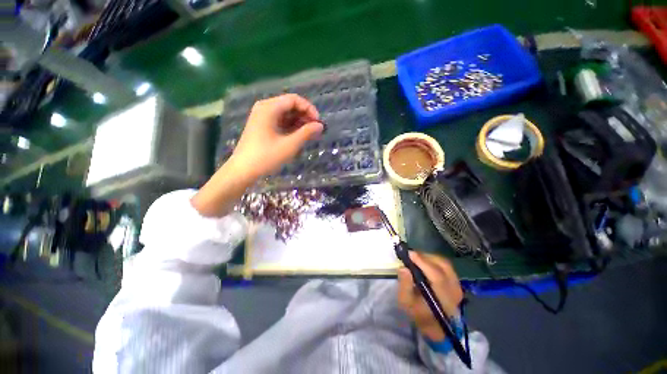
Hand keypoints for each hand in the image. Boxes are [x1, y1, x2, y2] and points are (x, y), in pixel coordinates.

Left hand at [230, 94, 322, 178]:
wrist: (243, 170)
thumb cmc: (266, 156)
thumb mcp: (290, 145)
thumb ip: (306, 133)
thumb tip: (320, 125)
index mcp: (269, 108)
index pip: (294, 100)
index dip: (309, 109)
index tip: (318, 123)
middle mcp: (264, 107)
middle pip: (289, 105)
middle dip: (304, 116)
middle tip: (315, 130)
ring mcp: (262, 116)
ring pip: (285, 114)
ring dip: (299, 122)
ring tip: (309, 135)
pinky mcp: (261, 125)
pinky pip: (279, 121)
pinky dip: (290, 127)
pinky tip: (298, 136)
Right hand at [398, 252, 462, 341]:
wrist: (434, 325)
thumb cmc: (418, 313)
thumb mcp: (406, 302)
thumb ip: (404, 285)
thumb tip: (403, 268)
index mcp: (443, 299)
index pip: (437, 277)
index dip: (423, 262)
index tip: (409, 253)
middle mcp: (454, 290)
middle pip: (442, 266)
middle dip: (425, 257)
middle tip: (411, 255)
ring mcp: (457, 285)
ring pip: (444, 263)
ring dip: (429, 257)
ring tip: (416, 258)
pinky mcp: (456, 281)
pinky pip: (445, 265)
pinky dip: (434, 260)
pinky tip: (424, 262)